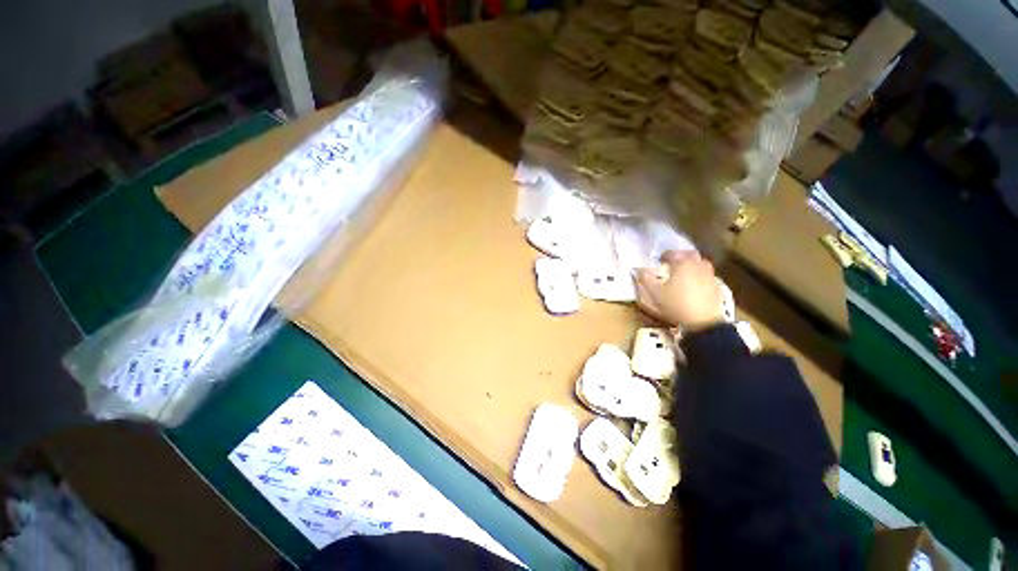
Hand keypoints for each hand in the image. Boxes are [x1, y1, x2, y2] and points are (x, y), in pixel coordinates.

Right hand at [636, 250, 723, 330]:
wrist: (703, 321)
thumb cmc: (676, 304)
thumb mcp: (655, 293)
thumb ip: (646, 279)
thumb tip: (640, 270)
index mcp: (682, 264)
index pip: (672, 253)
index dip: (664, 255)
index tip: (659, 260)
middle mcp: (697, 265)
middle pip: (689, 254)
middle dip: (680, 256)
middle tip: (672, 262)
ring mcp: (709, 274)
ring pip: (701, 262)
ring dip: (692, 263)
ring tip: (684, 271)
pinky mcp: (716, 285)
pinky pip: (706, 273)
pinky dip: (699, 273)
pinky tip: (693, 282)